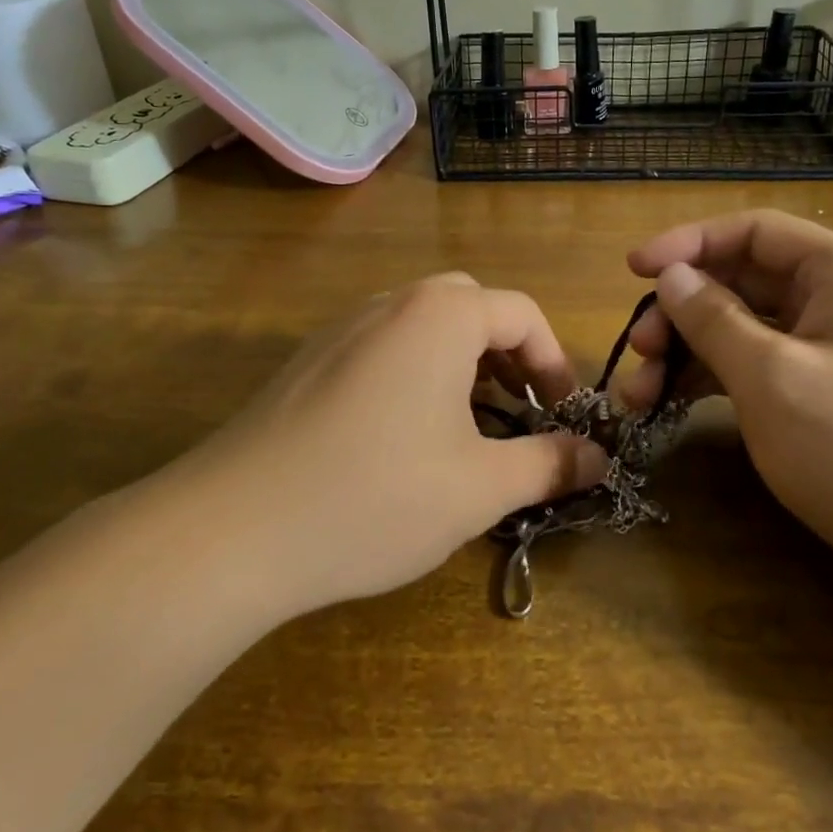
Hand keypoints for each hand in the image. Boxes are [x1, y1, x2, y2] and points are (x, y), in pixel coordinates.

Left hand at [175, 274, 607, 615]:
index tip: (562, 415)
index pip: (521, 312)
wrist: (234, 528)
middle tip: (516, 411)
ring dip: (458, 363)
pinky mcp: (307, 360)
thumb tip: (598, 458)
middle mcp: (389, 303)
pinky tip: (402, 438)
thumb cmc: (376, 496)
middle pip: (469, 307)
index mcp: (439, 315)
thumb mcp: (479, 488)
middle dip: (505, 353)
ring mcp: (340, 328)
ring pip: (421, 326)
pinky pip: (380, 347)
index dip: (553, 362)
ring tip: (465, 428)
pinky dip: (413, 373)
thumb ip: (548, 464)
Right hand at [621, 211, 832, 632]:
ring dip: (686, 353)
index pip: (753, 232)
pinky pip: (754, 370)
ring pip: (742, 331)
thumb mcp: (773, 378)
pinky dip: (710, 383)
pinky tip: (668, 406)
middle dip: (682, 311)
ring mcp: (831, 353)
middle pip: (742, 282)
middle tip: (638, 350)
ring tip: (638, 393)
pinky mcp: (821, 399)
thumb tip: (670, 278)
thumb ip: (713, 319)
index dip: (688, 243)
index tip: (633, 270)